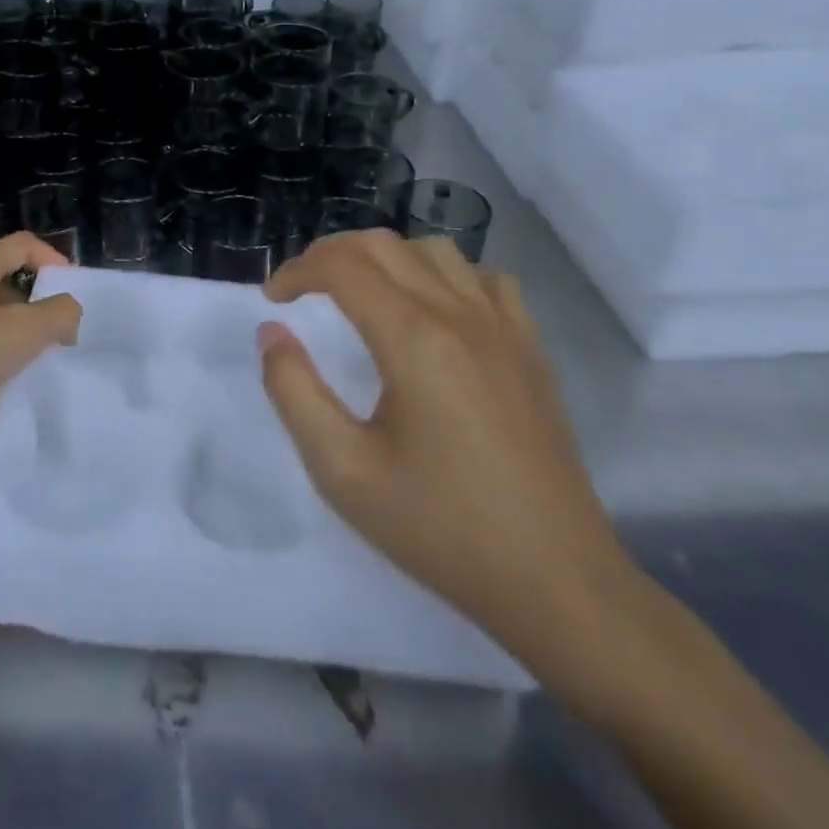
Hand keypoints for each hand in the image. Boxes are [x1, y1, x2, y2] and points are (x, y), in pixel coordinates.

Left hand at [0, 232, 82, 446]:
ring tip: (34, 385)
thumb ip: (57, 315)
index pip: (22, 245)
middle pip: (4, 294)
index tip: (76, 296)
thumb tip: (70, 311)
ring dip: (10, 359)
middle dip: (35, 319)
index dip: (54, 260)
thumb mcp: (19, 331)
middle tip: (61, 346)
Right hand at [259, 231, 631, 673]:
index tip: (273, 299)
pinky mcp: (531, 350)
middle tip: (303, 291)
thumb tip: (272, 332)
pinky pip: (485, 279)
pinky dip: (445, 276)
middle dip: (331, 254)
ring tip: (361, 294)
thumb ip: (294, 392)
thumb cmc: (441, 529)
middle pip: (385, 246)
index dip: (297, 270)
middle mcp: (461, 315)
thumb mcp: (343, 471)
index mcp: (414, 339)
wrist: (556, 582)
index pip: (343, 266)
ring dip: (386, 258)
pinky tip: (434, 313)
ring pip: (436, 251)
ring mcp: (505, 328)